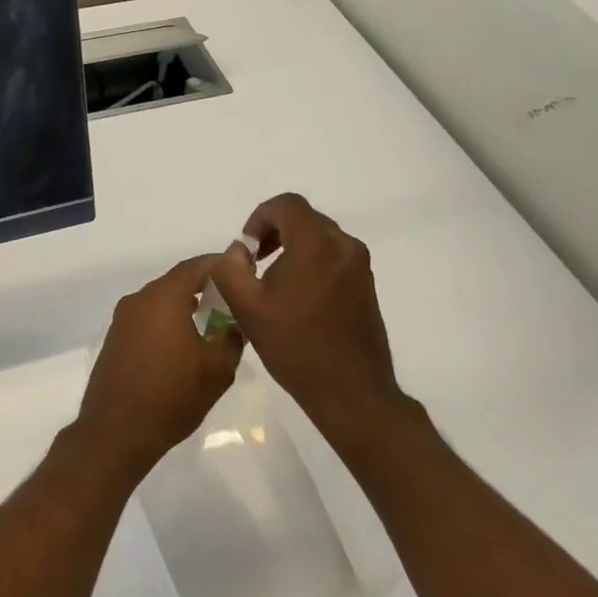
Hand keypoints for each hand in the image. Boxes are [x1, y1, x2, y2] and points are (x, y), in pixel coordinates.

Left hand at [75, 255, 244, 478]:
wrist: (116, 433)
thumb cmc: (171, 396)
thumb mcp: (217, 369)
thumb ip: (232, 337)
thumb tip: (235, 322)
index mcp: (163, 297)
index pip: (196, 266)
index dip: (221, 266)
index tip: (243, 272)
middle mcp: (139, 299)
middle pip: (177, 281)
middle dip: (205, 287)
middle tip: (232, 302)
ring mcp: (123, 319)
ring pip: (161, 300)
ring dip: (185, 306)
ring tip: (212, 324)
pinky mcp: (115, 339)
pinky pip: (148, 318)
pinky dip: (168, 321)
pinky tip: (184, 344)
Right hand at [209, 194, 405, 436]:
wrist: (351, 391)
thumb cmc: (295, 346)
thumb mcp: (247, 308)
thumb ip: (231, 269)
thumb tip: (239, 250)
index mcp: (316, 244)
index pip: (287, 205)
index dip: (260, 216)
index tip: (247, 246)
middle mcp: (344, 246)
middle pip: (304, 218)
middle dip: (275, 231)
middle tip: (255, 262)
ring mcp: (360, 266)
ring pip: (320, 237)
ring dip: (293, 247)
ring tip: (273, 281)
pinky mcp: (367, 285)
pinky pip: (334, 256)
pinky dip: (312, 262)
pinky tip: (298, 297)